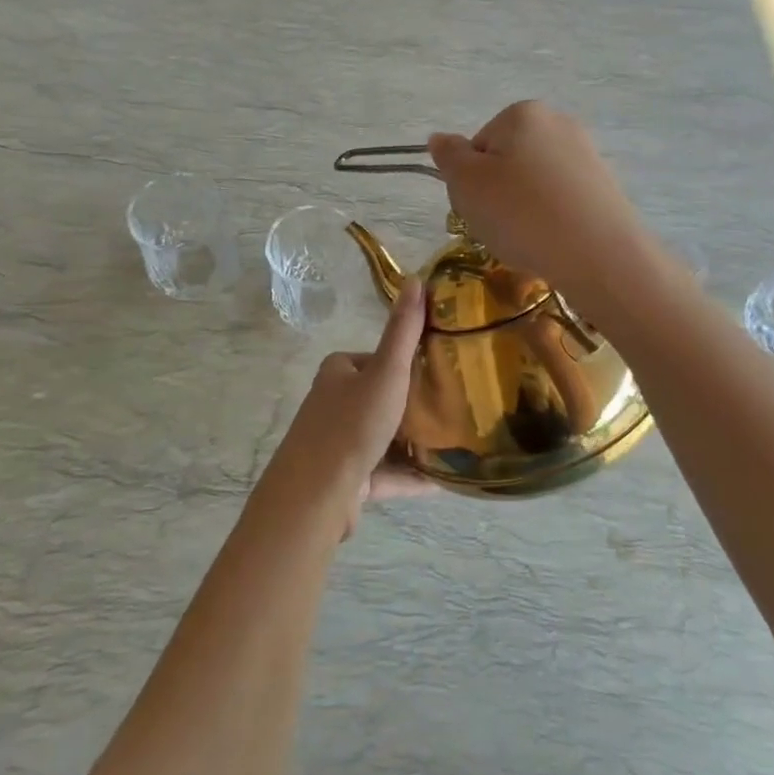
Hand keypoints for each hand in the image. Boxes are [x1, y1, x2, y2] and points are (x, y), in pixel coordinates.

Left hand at [263, 280, 433, 536]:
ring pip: (386, 438)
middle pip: (382, 398)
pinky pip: (387, 473)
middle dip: (416, 403)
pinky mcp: (347, 480)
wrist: (316, 495)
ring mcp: (339, 444)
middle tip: (456, 405)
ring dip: (416, 442)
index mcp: (338, 372)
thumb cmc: (351, 425)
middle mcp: (334, 404)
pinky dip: (413, 476)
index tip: (442, 368)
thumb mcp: (386, 372)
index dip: (407, 362)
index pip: (377, 358)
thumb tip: (416, 279)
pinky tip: (445, 480)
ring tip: (457, 441)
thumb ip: (403, 331)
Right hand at [427, 102, 650, 308]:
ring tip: (528, 239)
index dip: (470, 180)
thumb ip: (449, 156)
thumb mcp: (466, 184)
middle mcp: (558, 123)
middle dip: (498, 193)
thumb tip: (440, 139)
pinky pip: (561, 200)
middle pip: (508, 161)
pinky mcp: (604, 186)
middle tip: (500, 226)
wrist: (597, 254)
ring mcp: (586, 154)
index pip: (478, 146)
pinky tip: (553, 241)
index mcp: (522, 114)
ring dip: (524, 208)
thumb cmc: (520, 213)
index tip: (478, 206)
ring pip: (535, 183)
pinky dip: (551, 218)